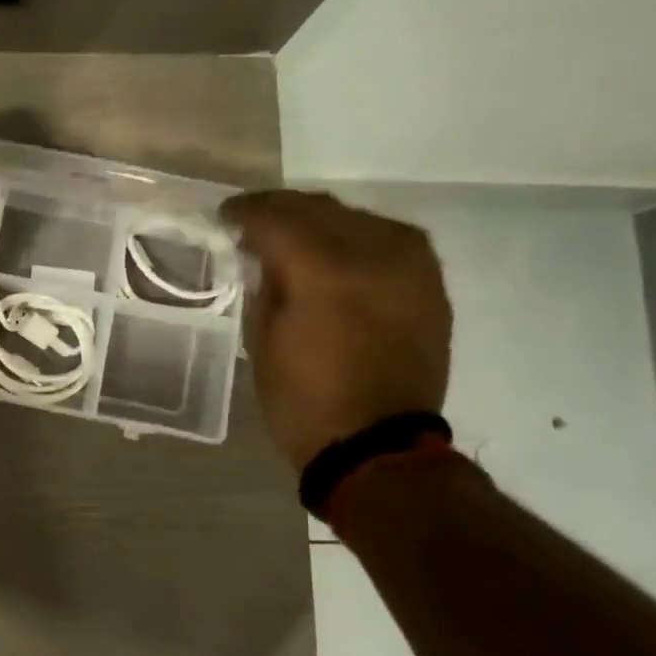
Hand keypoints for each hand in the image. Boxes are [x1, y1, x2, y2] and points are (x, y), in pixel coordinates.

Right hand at [220, 190, 451, 472]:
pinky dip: (354, 238)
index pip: (276, 218)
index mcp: (323, 270)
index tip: (225, 216)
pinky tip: (334, 251)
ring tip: (292, 236)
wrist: (378, 446)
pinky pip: (387, 238)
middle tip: (252, 222)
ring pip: (355, 217)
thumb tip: (263, 254)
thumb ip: (264, 283)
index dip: (245, 212)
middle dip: (280, 210)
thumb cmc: (303, 400)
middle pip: (318, 208)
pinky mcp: (430, 282)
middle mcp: (374, 253)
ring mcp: (410, 264)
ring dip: (318, 221)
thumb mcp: (261, 340)